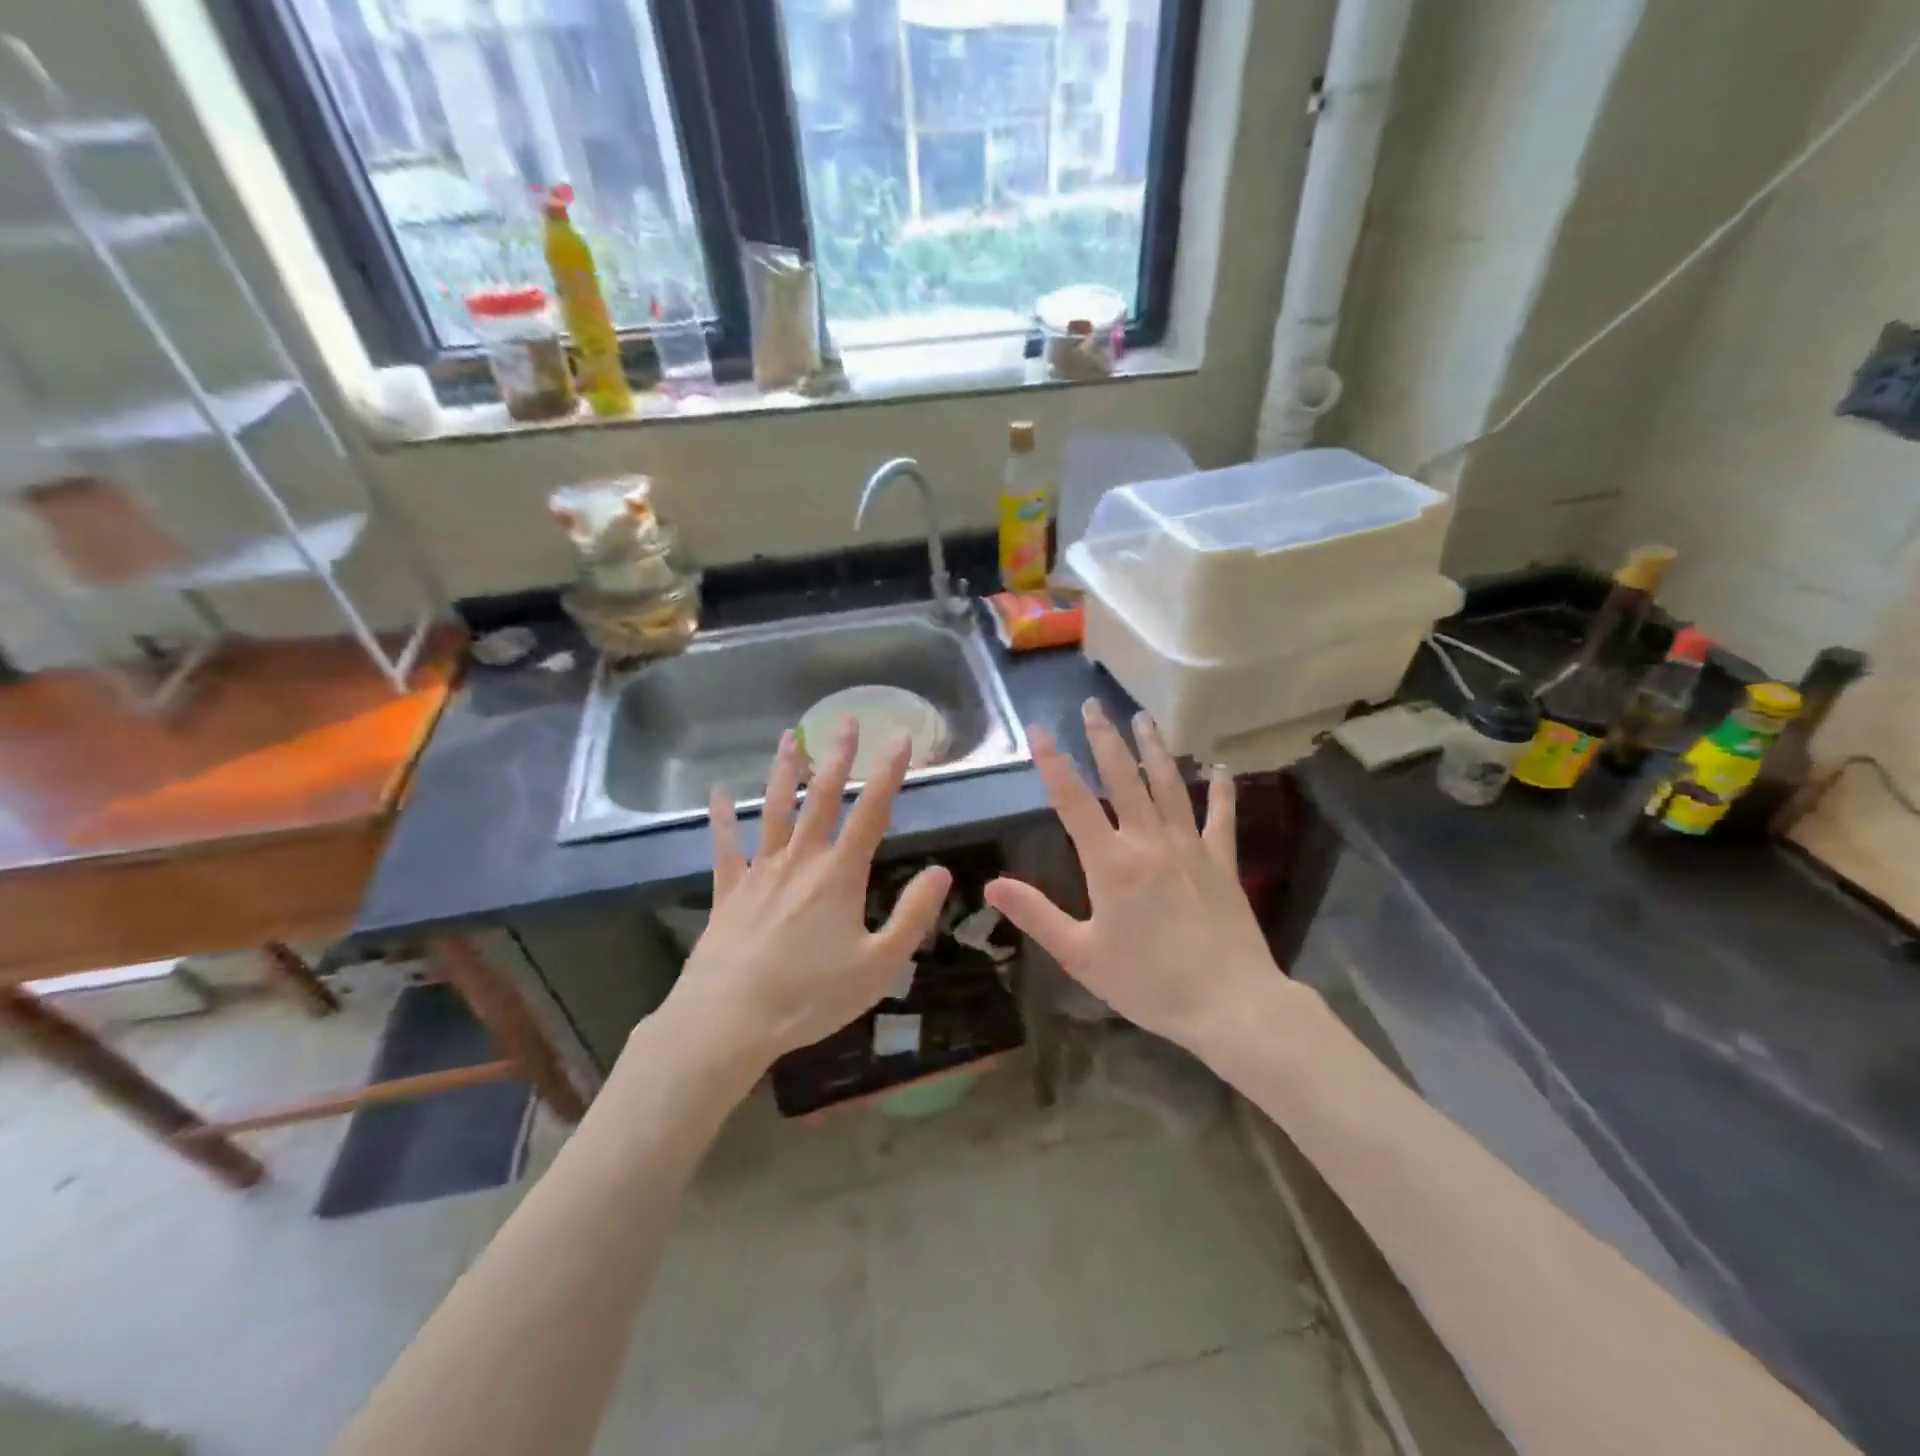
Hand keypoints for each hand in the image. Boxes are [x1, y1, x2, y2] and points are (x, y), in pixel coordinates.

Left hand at [666, 720, 950, 1070]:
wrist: (728, 1019)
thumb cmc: (810, 997)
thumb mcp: (879, 965)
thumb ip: (913, 915)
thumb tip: (941, 871)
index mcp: (839, 875)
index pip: (871, 812)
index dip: (888, 773)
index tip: (900, 738)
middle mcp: (800, 860)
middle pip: (821, 798)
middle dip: (837, 757)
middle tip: (846, 720)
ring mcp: (760, 872)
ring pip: (774, 810)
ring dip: (784, 772)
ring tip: (789, 737)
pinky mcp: (728, 892)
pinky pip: (726, 847)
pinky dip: (721, 819)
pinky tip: (717, 794)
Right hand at [984, 700, 1281, 1053]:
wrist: (1230, 1004)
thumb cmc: (1149, 983)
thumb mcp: (1081, 956)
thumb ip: (1036, 915)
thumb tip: (992, 884)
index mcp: (1111, 863)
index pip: (1074, 802)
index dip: (1054, 763)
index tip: (1040, 730)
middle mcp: (1149, 842)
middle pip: (1124, 779)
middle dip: (1105, 739)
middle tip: (1093, 704)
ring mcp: (1191, 848)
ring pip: (1170, 786)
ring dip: (1155, 749)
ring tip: (1144, 717)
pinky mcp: (1223, 862)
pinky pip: (1221, 819)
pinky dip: (1221, 792)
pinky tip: (1221, 769)